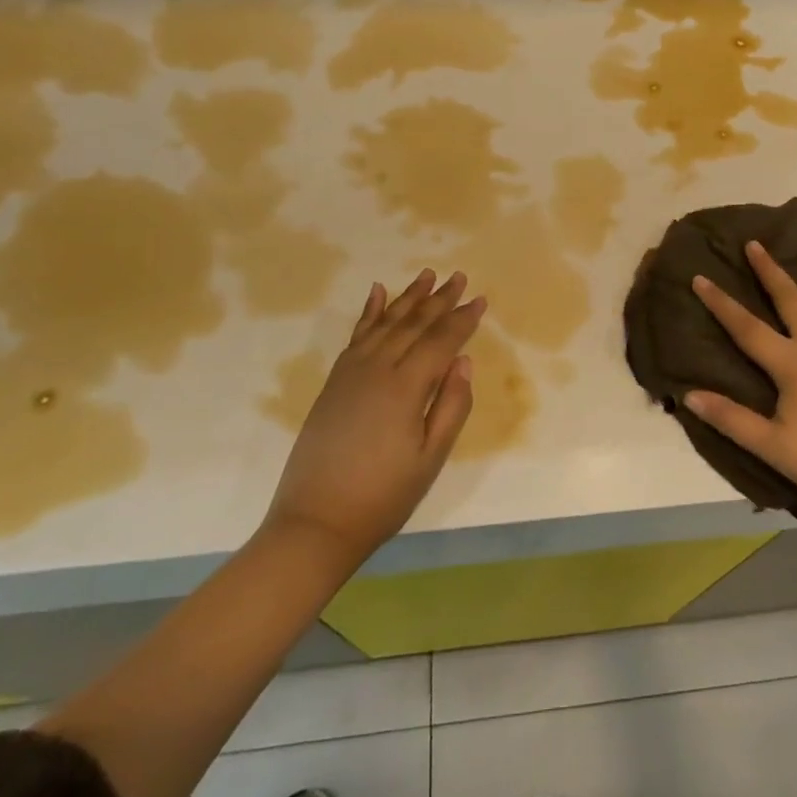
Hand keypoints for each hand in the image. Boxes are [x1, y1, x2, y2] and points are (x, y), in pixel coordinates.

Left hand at [264, 270, 484, 565]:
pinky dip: (369, 311)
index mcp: (406, 387)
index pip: (441, 341)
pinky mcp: (334, 381)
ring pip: (386, 322)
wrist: (315, 522)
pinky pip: (356, 335)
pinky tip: (378, 293)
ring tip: (427, 275)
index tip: (481, 300)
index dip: (463, 320)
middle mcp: (378, 368)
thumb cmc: (383, 496)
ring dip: (409, 298)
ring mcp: (351, 372)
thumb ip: (451, 406)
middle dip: (440, 299)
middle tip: (459, 276)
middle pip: (415, 324)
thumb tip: (464, 362)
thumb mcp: (430, 459)